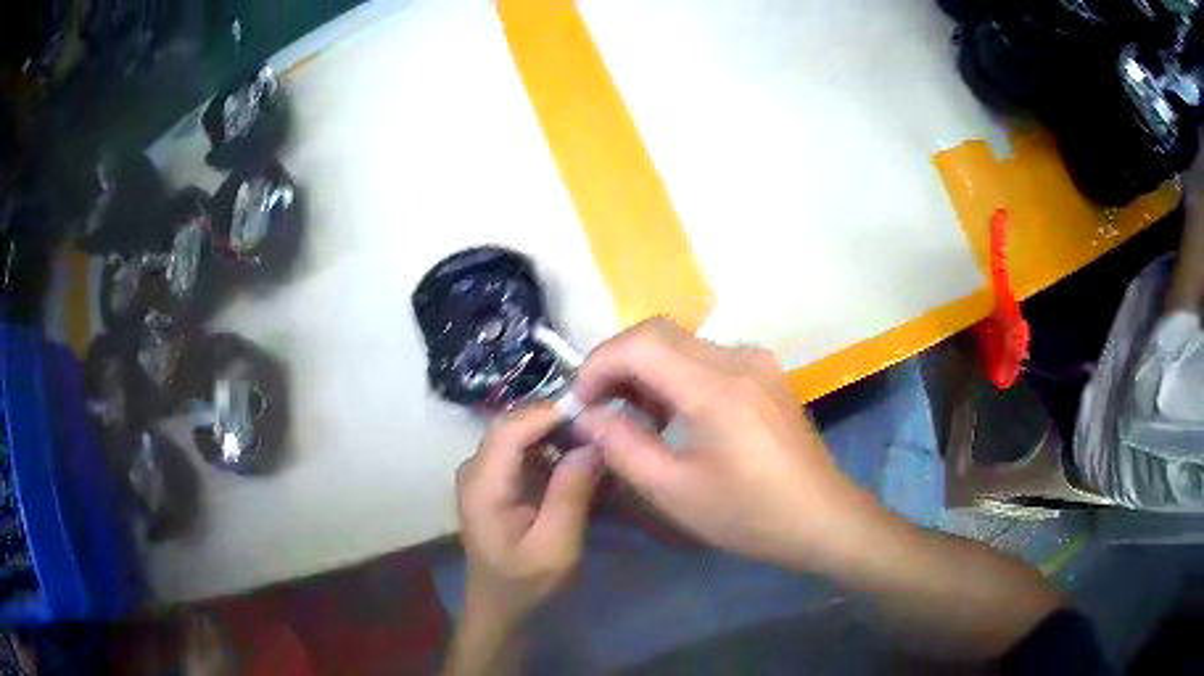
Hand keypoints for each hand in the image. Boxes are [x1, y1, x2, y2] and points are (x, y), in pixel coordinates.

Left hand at [456, 404, 601, 622]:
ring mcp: (482, 472)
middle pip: (515, 424)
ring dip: (557, 431)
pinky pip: (523, 448)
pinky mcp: (495, 479)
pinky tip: (579, 459)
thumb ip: (570, 495)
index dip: (551, 413)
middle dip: (558, 419)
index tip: (595, 411)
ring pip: (520, 432)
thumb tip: (592, 443)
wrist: (499, 607)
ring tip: (596, 440)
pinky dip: (551, 447)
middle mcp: (475, 469)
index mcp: (482, 485)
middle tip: (603, 426)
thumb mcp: (556, 547)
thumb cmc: (525, 584)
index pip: (511, 429)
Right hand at [571, 318, 866, 570]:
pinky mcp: (764, 373)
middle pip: (659, 334)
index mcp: (717, 387)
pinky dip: (674, 376)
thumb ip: (622, 446)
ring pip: (680, 343)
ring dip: (644, 370)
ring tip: (627, 415)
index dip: (598, 363)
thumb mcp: (674, 491)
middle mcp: (738, 358)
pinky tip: (669, 414)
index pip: (641, 342)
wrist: (822, 517)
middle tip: (596, 407)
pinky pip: (705, 358)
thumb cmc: (748, 514)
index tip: (580, 401)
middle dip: (616, 363)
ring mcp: (756, 362)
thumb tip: (587, 415)